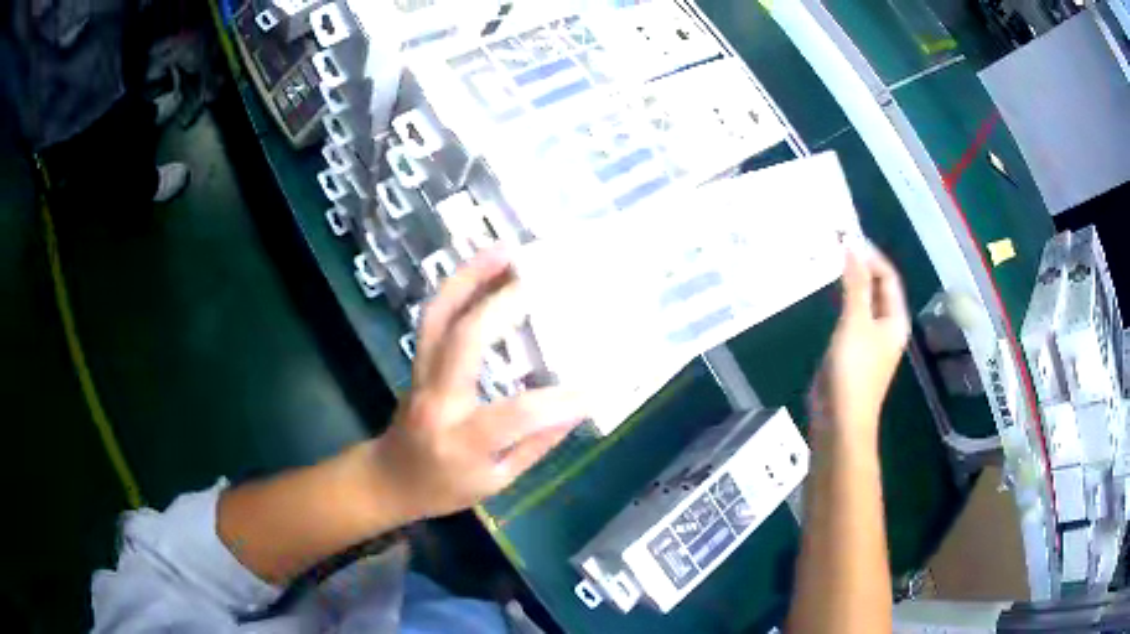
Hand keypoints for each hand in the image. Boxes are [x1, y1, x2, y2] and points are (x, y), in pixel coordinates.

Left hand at [367, 250, 588, 522]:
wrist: (390, 478)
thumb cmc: (444, 488)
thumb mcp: (497, 481)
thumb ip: (535, 445)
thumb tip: (576, 409)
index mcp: (461, 441)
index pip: (515, 415)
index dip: (559, 402)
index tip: (596, 387)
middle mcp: (437, 400)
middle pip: (465, 341)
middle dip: (503, 305)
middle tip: (540, 280)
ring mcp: (420, 374)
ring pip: (439, 315)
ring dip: (470, 276)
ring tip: (505, 250)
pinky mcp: (416, 360)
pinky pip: (434, 316)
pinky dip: (457, 286)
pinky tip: (483, 267)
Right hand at [811, 244, 909, 438]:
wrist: (840, 420)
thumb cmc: (854, 371)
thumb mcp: (856, 322)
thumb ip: (855, 283)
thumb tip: (852, 245)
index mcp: (895, 319)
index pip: (888, 276)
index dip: (870, 255)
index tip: (846, 238)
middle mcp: (885, 326)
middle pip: (876, 287)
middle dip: (859, 265)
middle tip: (834, 245)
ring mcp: (868, 339)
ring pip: (861, 301)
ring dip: (848, 282)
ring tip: (827, 261)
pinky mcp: (850, 350)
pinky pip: (848, 317)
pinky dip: (839, 301)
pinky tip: (824, 293)